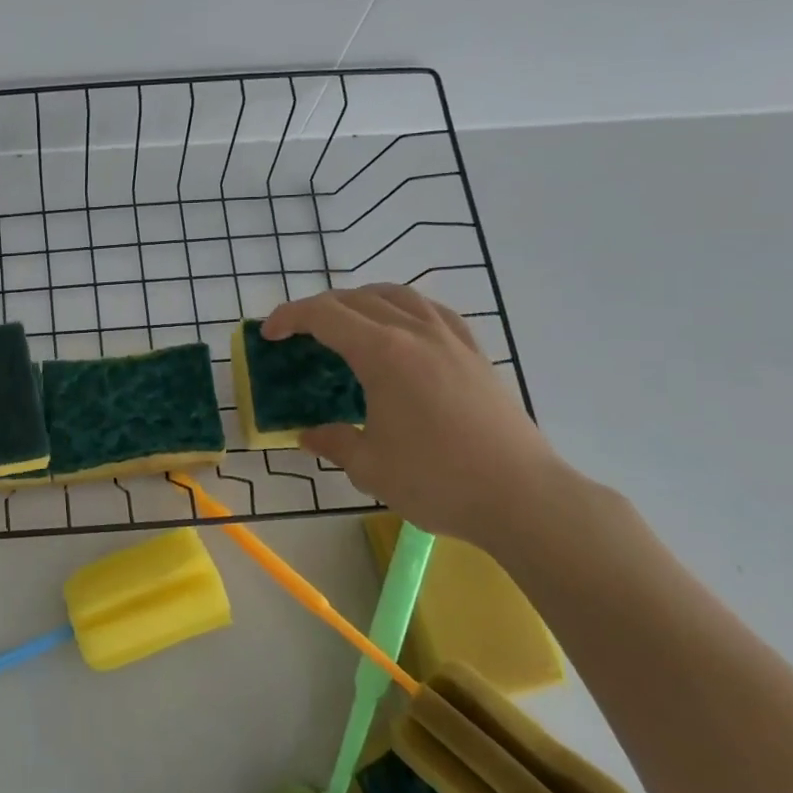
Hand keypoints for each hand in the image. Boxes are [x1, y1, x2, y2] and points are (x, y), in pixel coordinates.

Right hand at [261, 285, 566, 546]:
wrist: (523, 497)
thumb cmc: (437, 480)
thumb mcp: (370, 467)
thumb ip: (334, 442)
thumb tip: (309, 436)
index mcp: (383, 353)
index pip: (325, 316)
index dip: (289, 317)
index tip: (269, 334)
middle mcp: (416, 333)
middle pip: (357, 300)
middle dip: (319, 308)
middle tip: (297, 332)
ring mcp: (451, 340)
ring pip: (398, 295)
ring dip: (362, 300)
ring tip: (346, 320)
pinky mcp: (476, 354)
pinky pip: (433, 311)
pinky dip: (404, 308)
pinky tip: (403, 328)